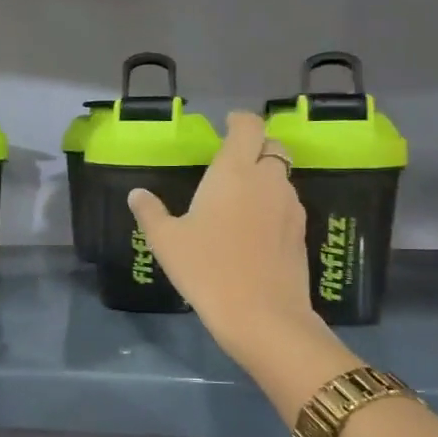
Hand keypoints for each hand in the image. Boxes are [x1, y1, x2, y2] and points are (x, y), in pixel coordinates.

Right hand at [128, 111, 323, 369]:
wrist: (262, 315)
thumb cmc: (207, 269)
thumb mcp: (167, 241)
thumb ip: (150, 212)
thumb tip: (136, 194)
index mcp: (234, 171)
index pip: (248, 126)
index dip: (239, 121)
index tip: (226, 126)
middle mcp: (267, 180)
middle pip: (272, 146)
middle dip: (255, 146)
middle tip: (233, 162)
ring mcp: (290, 205)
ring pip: (282, 176)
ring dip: (265, 176)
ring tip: (241, 198)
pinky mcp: (301, 231)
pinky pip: (287, 203)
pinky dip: (273, 203)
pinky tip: (254, 228)